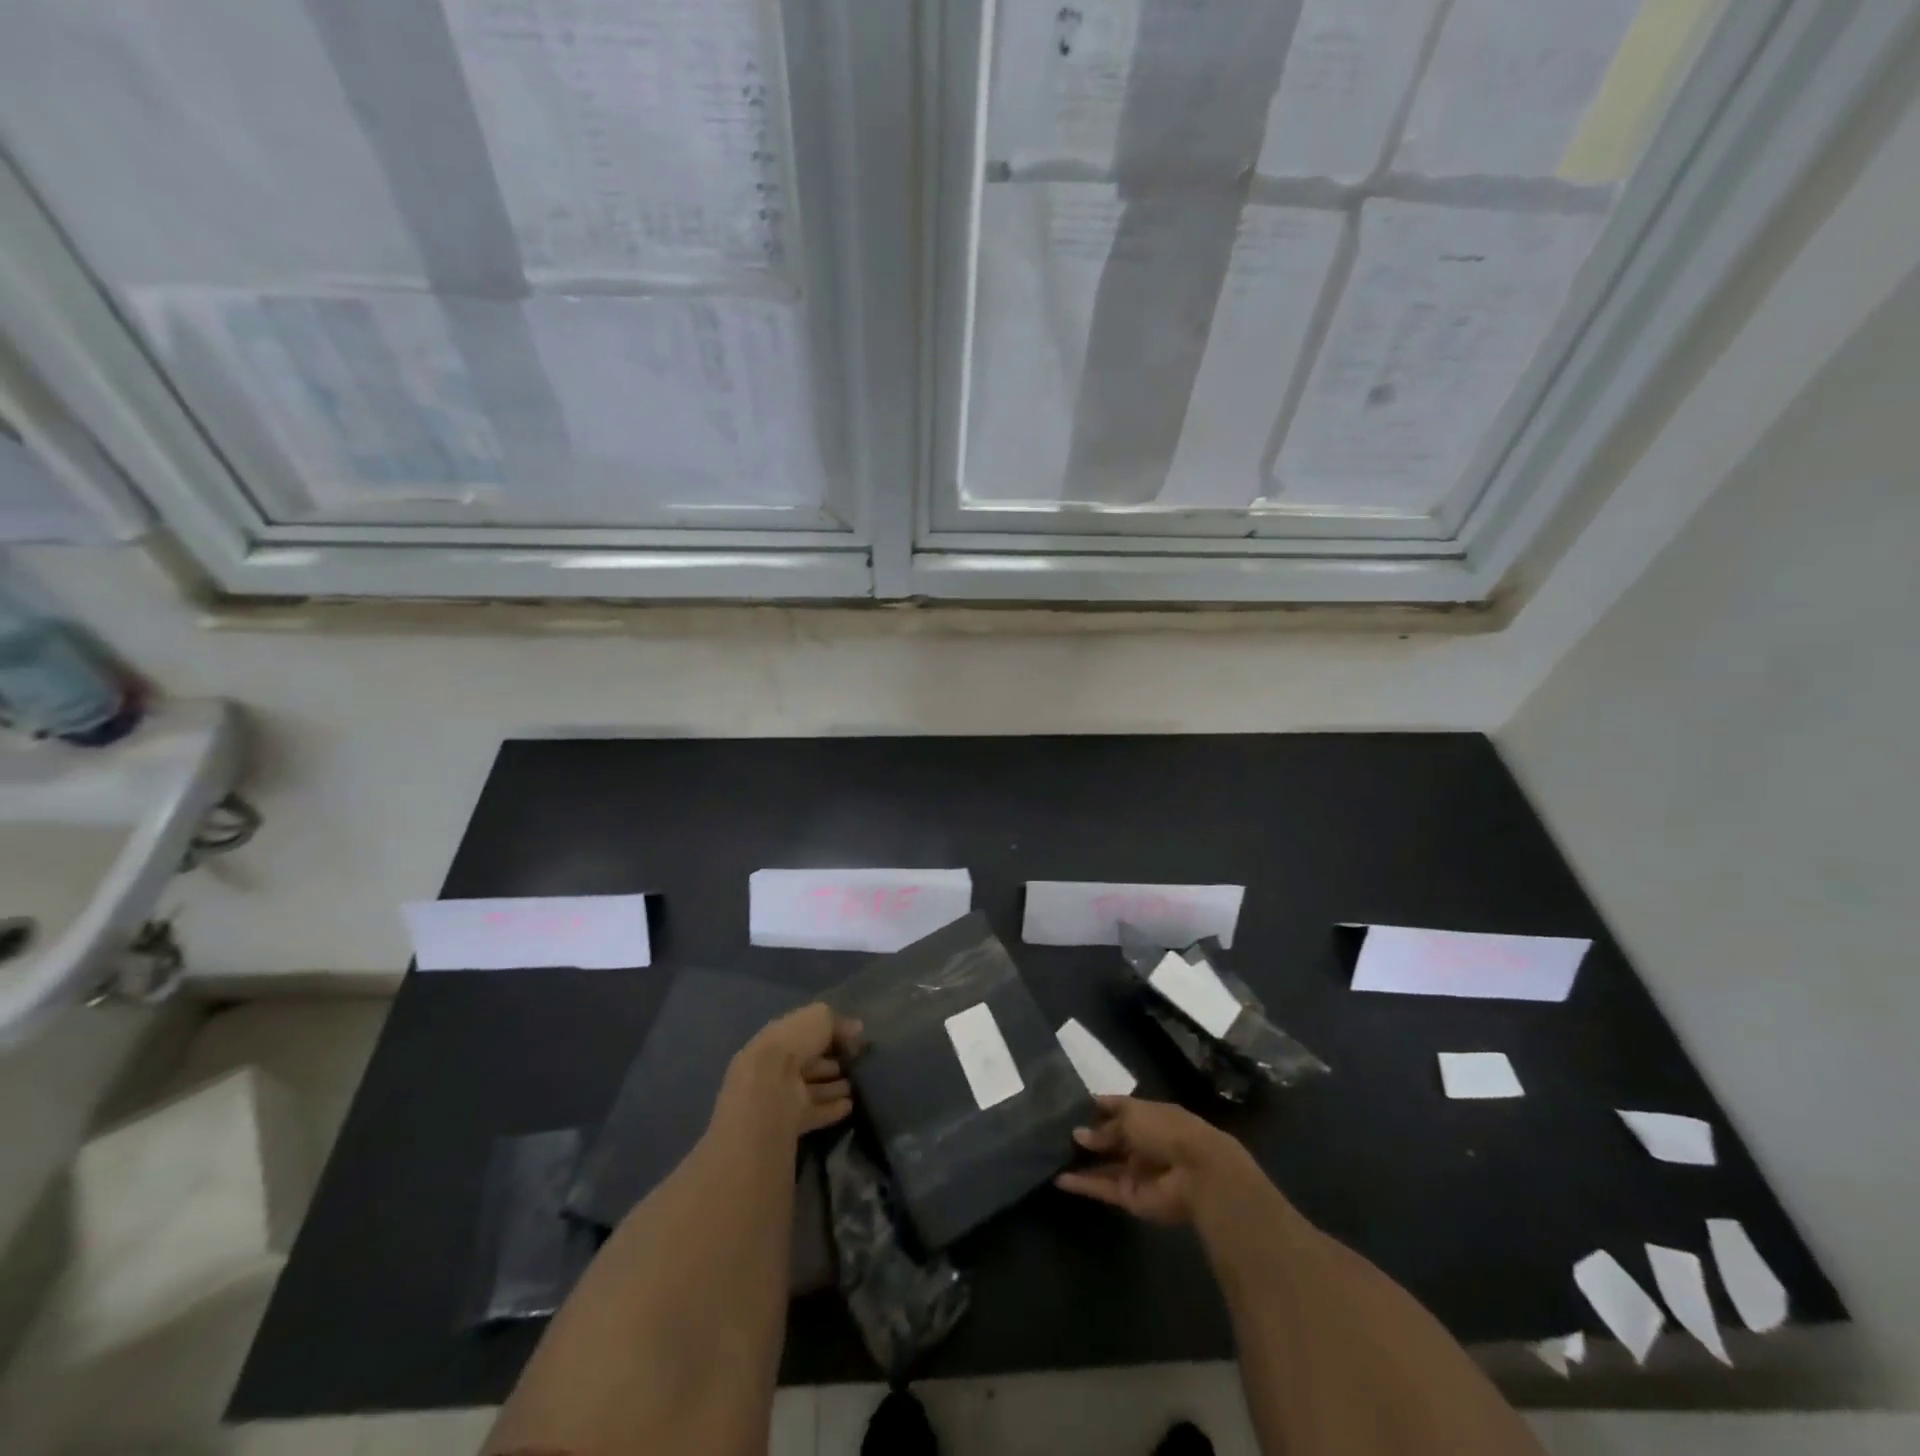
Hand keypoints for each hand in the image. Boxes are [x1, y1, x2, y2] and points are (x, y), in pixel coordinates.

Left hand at [717, 1003, 861, 1139]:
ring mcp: (783, 1095)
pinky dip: (831, 1109)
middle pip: (810, 1065)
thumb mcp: (819, 1018)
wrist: (769, 1090)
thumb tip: (857, 1028)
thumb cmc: (793, 1044)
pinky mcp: (790, 1121)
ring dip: (834, 1088)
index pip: (807, 1035)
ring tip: (858, 1086)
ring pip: (813, 1089)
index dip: (830, 1036)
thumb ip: (838, 1021)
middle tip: (857, 1065)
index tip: (853, 1039)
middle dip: (832, 1064)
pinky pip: (815, 1113)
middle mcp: (779, 1066)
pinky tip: (850, 1106)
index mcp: (780, 1037)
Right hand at [1055, 1096, 1257, 1225]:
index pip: (1115, 1108)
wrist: (1197, 1172)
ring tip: (1050, 1155)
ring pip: (1103, 1165)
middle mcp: (1139, 1141)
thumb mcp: (1131, 1117)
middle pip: (1108, 1139)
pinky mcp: (1130, 1197)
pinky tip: (1058, 1179)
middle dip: (1086, 1136)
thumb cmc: (1166, 1130)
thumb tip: (1078, 1134)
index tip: (1067, 1105)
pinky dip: (1082, 1184)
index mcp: (1145, 1116)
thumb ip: (1104, 1128)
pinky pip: (1102, 1188)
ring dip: (1080, 1161)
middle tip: (1052, 1132)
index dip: (1094, 1107)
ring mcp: (1135, 1170)